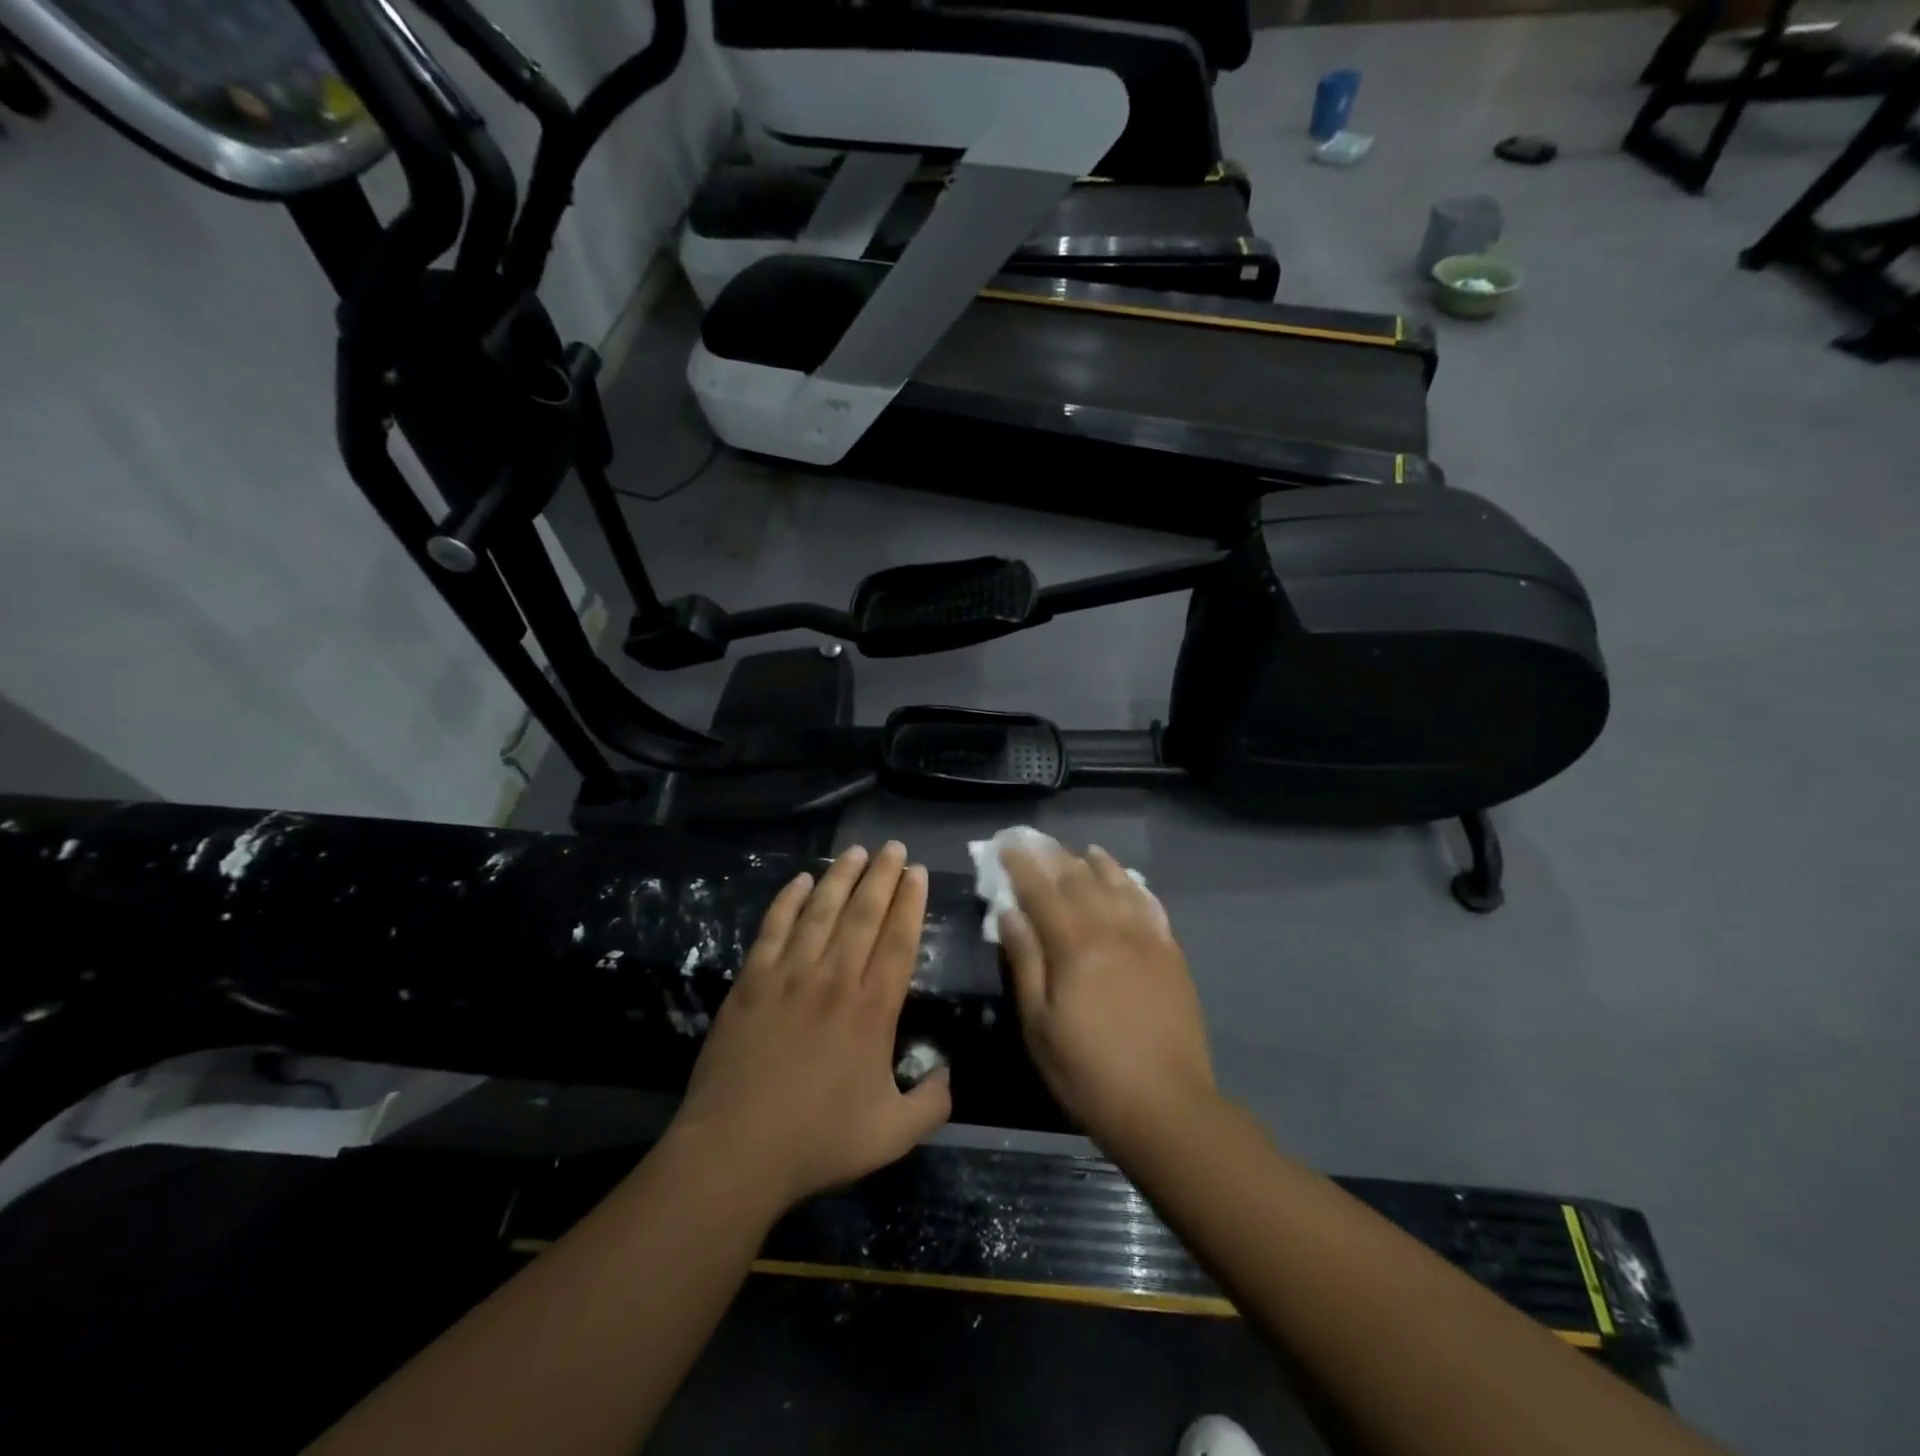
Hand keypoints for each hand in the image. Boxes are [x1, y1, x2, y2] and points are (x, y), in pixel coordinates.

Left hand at [671, 842, 951, 1210]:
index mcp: (873, 1008)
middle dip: (882, 875)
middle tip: (894, 847)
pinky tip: (800, 881)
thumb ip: (931, 1104)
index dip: (911, 901)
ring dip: (840, 876)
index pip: (899, 939)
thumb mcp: (892, 1135)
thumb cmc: (817, 1141)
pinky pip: (774, 927)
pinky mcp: (751, 980)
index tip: (918, 872)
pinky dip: (789, 900)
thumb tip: (949, 1073)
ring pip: (821, 910)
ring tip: (856, 851)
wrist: (735, 1150)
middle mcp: (835, 978)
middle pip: (863, 913)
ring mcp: (789, 975)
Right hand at [1000, 845, 1217, 1152]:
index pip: (1041, 890)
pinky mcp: (1171, 953)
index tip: (1006, 845)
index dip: (1021, 865)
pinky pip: (1150, 904)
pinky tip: (1126, 879)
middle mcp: (1111, 928)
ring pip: (1117, 884)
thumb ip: (1025, 961)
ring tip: (1081, 850)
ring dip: (1095, 863)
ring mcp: (1146, 937)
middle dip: (1054, 856)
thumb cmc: (1088, 1071)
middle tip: (1036, 841)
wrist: (1166, 1106)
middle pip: (1079, 878)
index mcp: (1074, 944)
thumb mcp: (1038, 1024)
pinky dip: (1133, 885)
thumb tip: (1009, 912)